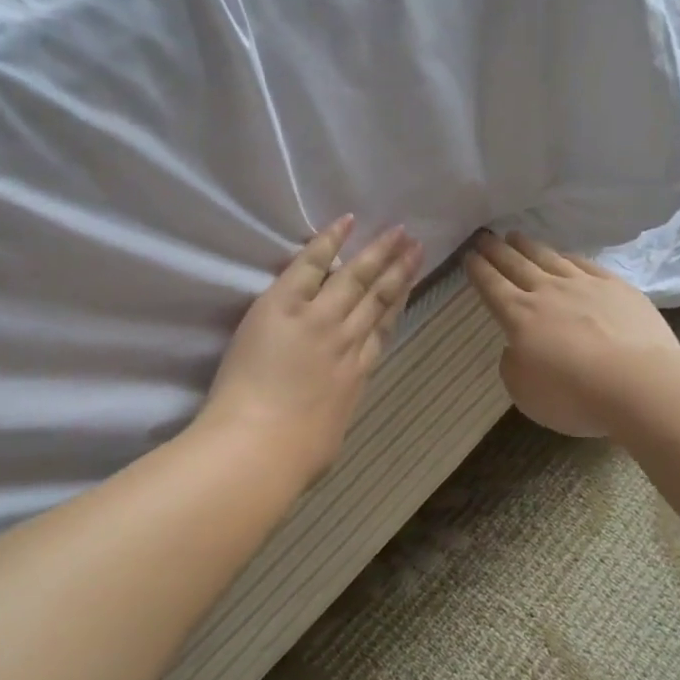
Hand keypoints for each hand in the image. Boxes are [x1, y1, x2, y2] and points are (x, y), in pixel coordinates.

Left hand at [199, 216, 423, 482]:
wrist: (263, 446)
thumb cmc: (296, 457)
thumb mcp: (328, 438)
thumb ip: (332, 416)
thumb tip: (329, 416)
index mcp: (356, 375)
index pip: (382, 330)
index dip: (399, 303)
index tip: (410, 285)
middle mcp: (346, 341)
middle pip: (378, 299)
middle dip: (398, 271)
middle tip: (416, 245)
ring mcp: (319, 321)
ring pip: (355, 279)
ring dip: (377, 253)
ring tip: (398, 232)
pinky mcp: (285, 307)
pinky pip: (310, 266)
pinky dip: (328, 243)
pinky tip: (345, 223)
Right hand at [466, 231, 679, 437]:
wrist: (637, 382)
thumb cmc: (573, 395)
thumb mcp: (524, 392)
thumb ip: (513, 366)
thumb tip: (517, 348)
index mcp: (519, 317)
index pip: (492, 287)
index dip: (478, 270)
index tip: (469, 255)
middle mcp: (548, 292)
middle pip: (516, 265)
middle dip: (497, 250)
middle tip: (484, 236)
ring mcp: (584, 285)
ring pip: (550, 258)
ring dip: (529, 246)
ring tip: (517, 236)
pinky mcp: (616, 287)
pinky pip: (585, 264)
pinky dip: (569, 256)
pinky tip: (565, 254)